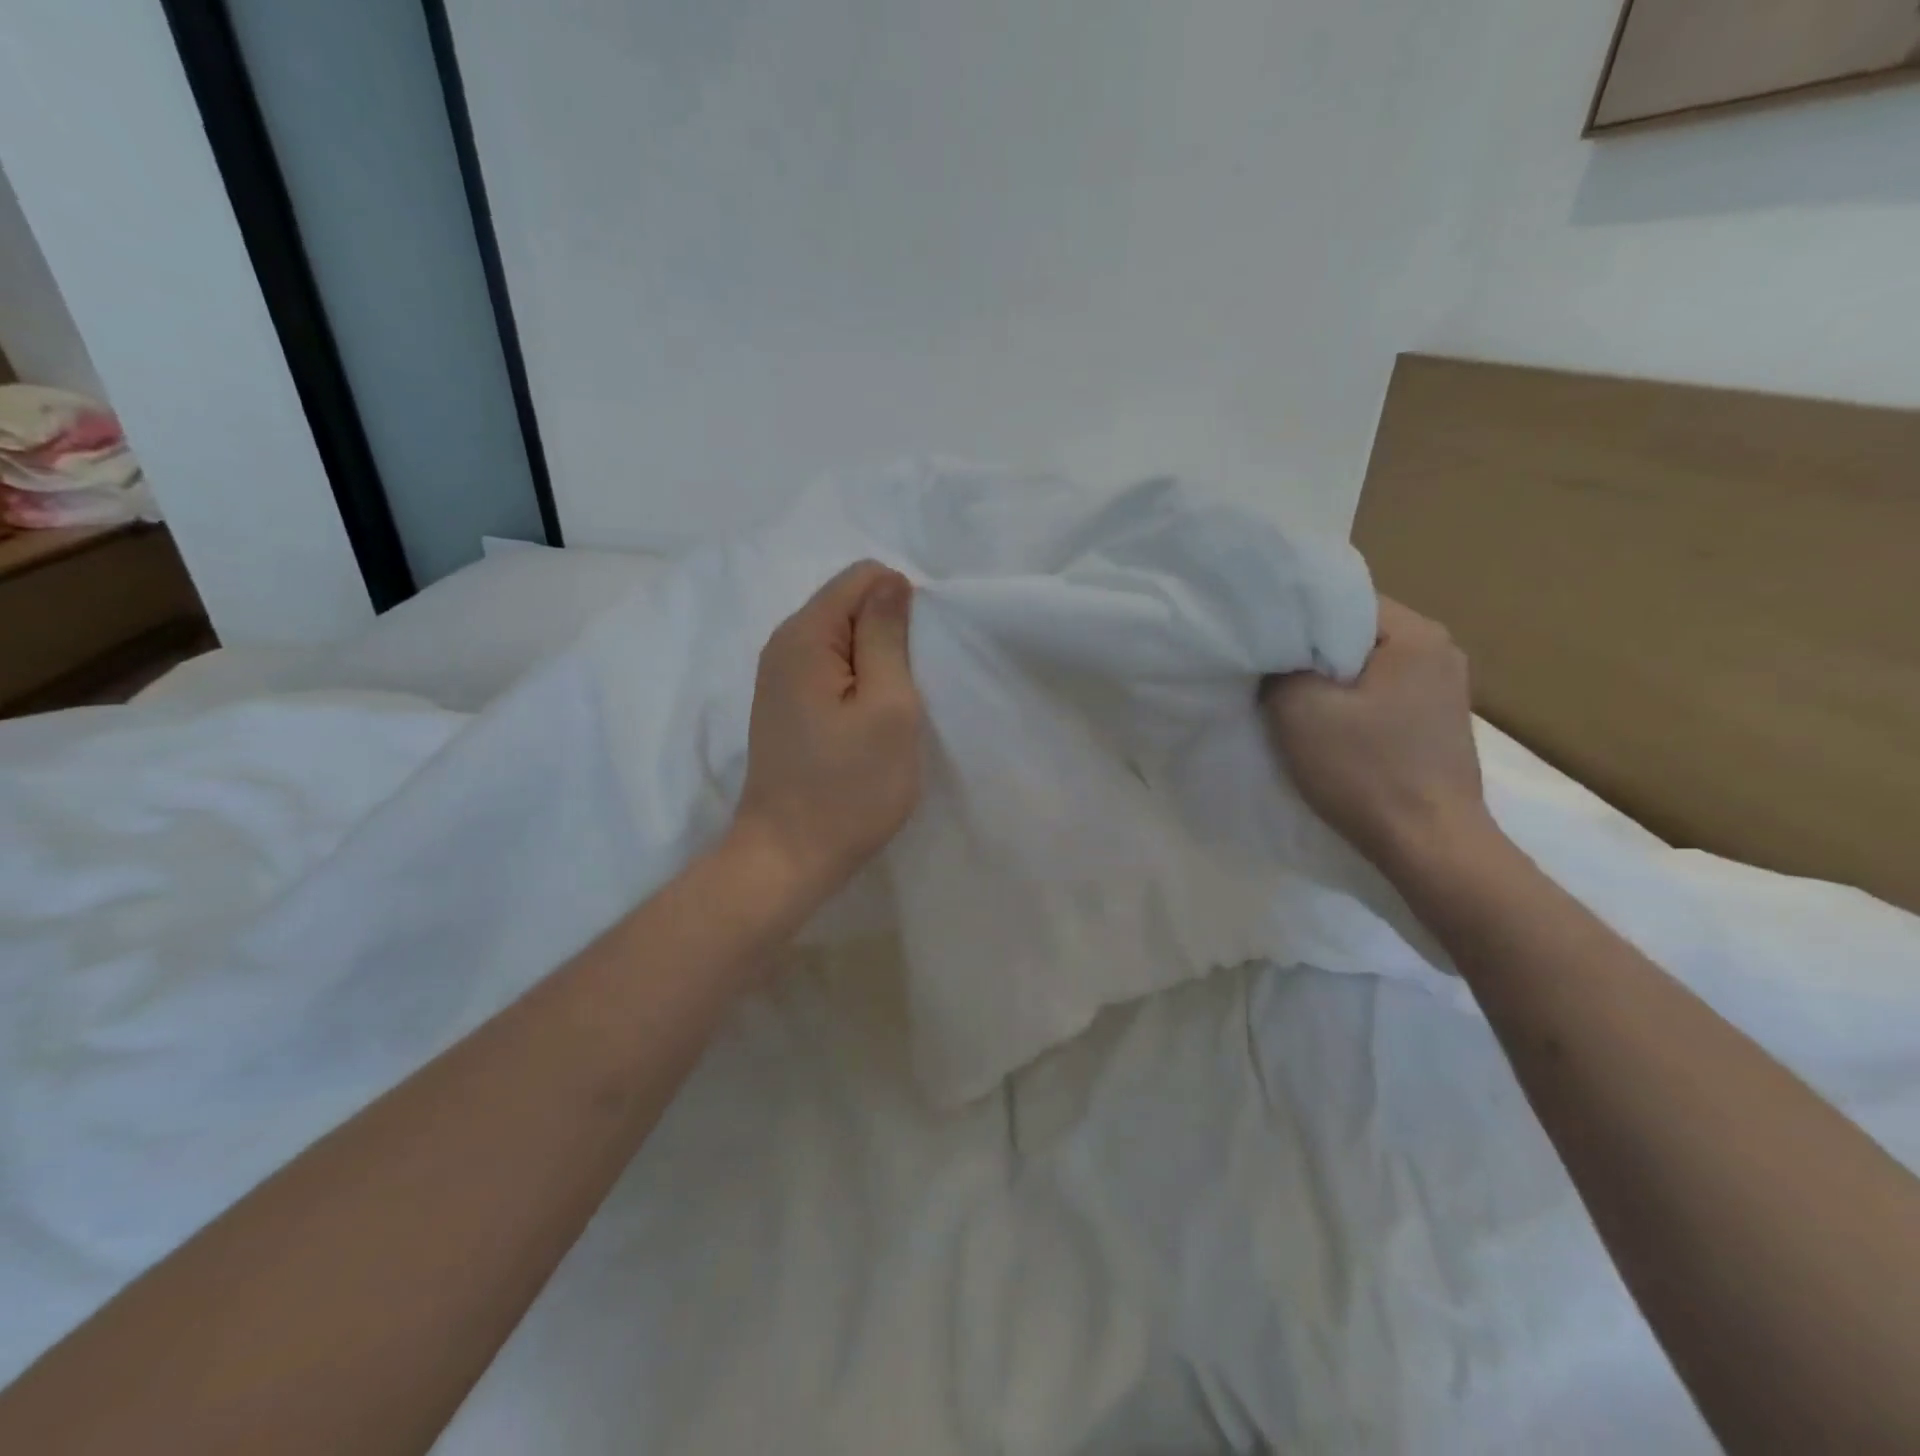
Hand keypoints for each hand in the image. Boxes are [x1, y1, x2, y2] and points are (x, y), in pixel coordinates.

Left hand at [731, 560, 924, 906]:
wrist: (788, 857)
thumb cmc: (848, 787)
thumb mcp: (887, 707)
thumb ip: (887, 636)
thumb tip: (891, 583)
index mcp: (805, 635)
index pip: (862, 577)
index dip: (901, 605)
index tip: (916, 659)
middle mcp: (784, 645)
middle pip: (850, 605)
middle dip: (888, 635)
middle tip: (908, 691)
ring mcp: (779, 677)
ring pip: (843, 640)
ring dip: (876, 663)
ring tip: (892, 711)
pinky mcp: (785, 706)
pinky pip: (830, 670)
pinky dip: (857, 684)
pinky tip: (868, 724)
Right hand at [1260, 597, 1492, 871]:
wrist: (1429, 845)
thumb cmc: (1365, 770)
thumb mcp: (1300, 711)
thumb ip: (1280, 667)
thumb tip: (1274, 653)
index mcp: (1416, 635)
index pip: (1342, 600)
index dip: (1295, 618)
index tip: (1264, 642)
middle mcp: (1441, 651)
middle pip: (1356, 634)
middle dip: (1312, 652)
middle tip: (1270, 673)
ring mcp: (1446, 689)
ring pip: (1368, 666)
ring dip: (1331, 680)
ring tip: (1295, 701)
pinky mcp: (1439, 722)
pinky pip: (1384, 694)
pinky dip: (1354, 702)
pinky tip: (1330, 725)